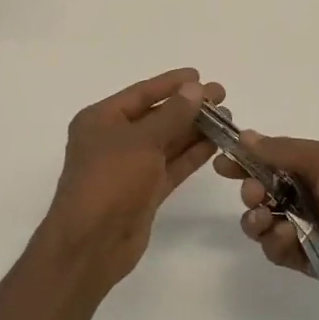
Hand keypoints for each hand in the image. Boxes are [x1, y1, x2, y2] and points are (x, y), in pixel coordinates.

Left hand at [37, 68, 226, 290]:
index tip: (199, 75)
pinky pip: (170, 166)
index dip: (171, 84)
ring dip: (194, 130)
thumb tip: (195, 89)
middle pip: (156, 116)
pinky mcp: (144, 191)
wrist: (91, 244)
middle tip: (222, 97)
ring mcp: (129, 167)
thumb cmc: (110, 181)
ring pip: (166, 142)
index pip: (141, 93)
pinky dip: (191, 155)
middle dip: (188, 107)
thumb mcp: (141, 141)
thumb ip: (172, 115)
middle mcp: (113, 139)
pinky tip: (215, 144)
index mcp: (101, 119)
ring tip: (227, 119)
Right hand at [214, 134, 318, 319]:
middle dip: (252, 190)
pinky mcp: (314, 260)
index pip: (274, 158)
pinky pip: (281, 251)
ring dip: (257, 219)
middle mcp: (315, 194)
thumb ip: (284, 151)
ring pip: (267, 222)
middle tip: (255, 193)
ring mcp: (314, 228)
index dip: (248, 160)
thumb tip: (247, 135)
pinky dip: (275, 244)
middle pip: (265, 190)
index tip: (223, 163)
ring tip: (264, 219)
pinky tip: (282, 238)